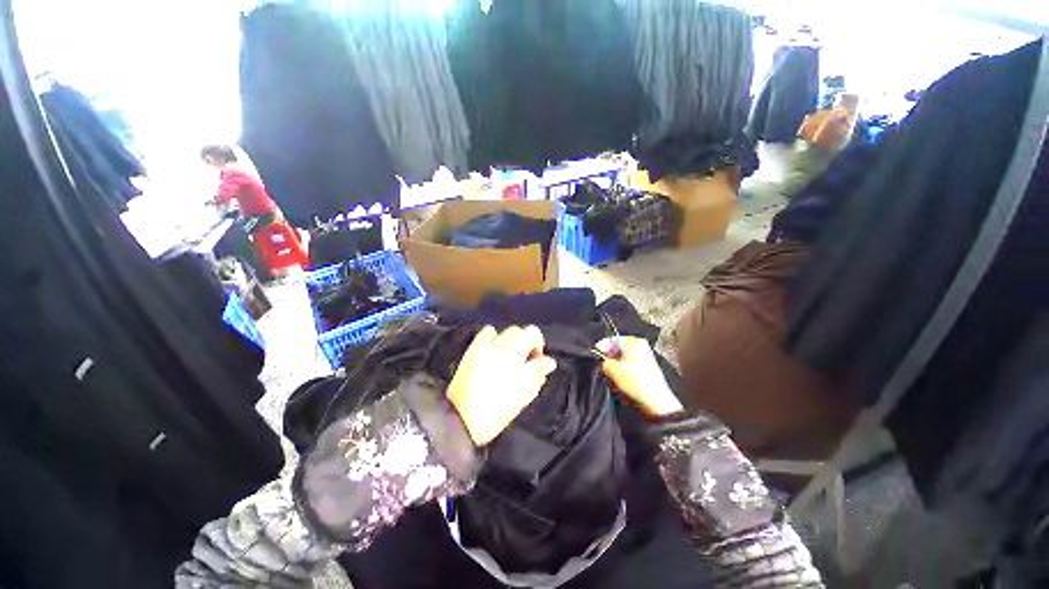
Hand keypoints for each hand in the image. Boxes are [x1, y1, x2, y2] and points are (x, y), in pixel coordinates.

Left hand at [448, 325, 556, 445]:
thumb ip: (537, 376)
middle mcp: (506, 349)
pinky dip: (494, 336)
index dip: (541, 350)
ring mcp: (489, 346)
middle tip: (527, 358)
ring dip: (515, 339)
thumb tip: (547, 364)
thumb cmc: (496, 413)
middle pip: (526, 332)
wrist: (461, 419)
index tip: (539, 362)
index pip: (537, 341)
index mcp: (519, 361)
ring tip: (511, 354)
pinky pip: (488, 332)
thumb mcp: (523, 397)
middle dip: (530, 342)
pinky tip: (494, 348)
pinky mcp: (474, 348)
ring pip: (509, 330)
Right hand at [597, 336, 683, 417]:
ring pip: (623, 358)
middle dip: (608, 358)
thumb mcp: (612, 369)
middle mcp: (640, 346)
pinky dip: (623, 371)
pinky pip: (629, 366)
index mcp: (634, 342)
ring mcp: (645, 357)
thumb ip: (603, 360)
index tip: (594, 355)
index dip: (601, 347)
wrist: (656, 402)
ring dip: (615, 366)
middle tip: (601, 367)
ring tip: (610, 376)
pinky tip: (619, 381)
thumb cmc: (633, 381)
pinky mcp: (647, 368)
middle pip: (618, 349)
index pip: (612, 339)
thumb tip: (601, 359)